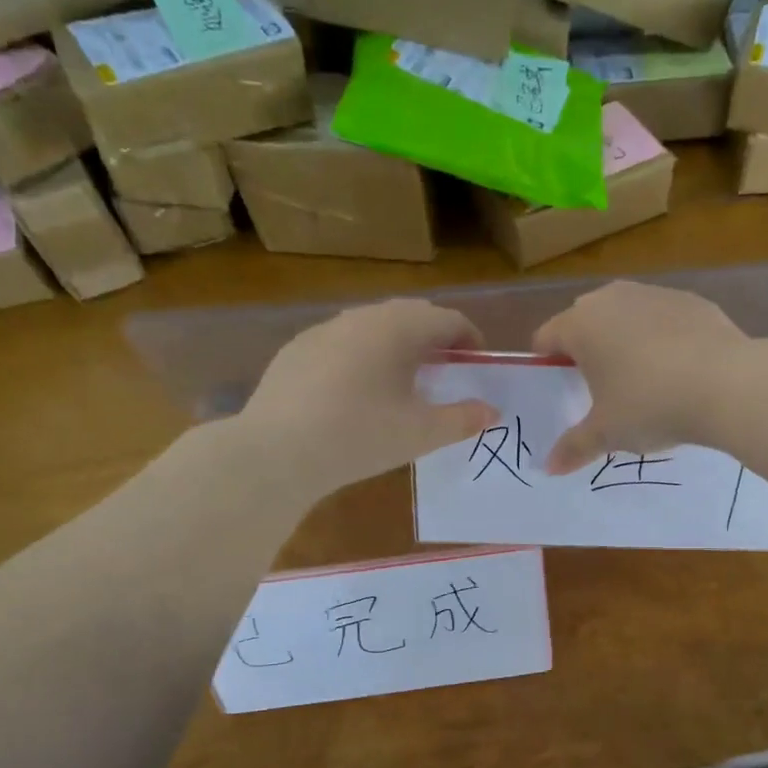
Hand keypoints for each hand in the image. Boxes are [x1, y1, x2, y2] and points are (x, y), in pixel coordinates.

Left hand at [239, 300, 497, 494]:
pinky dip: (362, 356)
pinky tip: (355, 392)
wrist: (276, 452)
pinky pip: (342, 342)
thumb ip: (462, 419)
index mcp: (398, 328)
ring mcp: (324, 329)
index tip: (476, 365)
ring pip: (373, 326)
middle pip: (410, 315)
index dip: (470, 340)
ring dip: (397, 345)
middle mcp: (362, 316)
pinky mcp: (296, 349)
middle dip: (434, 338)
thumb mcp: (420, 433)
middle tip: (444, 372)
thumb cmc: (360, 436)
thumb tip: (491, 412)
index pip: (448, 319)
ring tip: (402, 381)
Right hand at [533, 282, 750, 474]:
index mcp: (581, 325)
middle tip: (599, 388)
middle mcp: (612, 298)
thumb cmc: (650, 406)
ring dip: (625, 340)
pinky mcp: (692, 301)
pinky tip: (679, 370)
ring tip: (642, 379)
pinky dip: (663, 338)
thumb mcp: (607, 434)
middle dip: (587, 349)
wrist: (727, 384)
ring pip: (626, 315)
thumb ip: (574, 447)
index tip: (560, 390)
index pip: (546, 337)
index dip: (547, 364)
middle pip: (585, 320)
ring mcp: (655, 294)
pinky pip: (663, 319)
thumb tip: (549, 468)